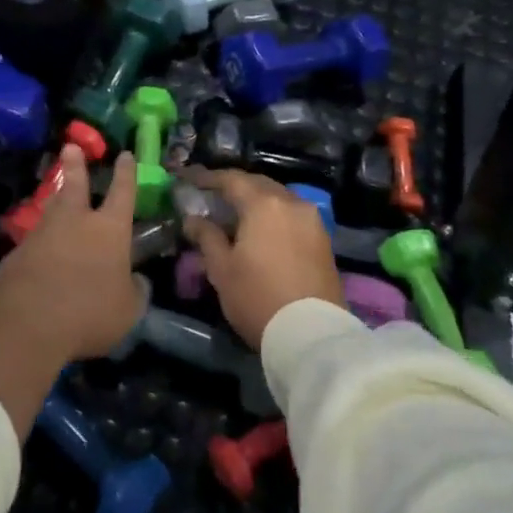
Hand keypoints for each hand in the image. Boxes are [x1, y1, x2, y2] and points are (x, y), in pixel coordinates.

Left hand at [0, 145, 143, 360]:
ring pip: (51, 209)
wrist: (27, 324)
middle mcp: (75, 222)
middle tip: (70, 146)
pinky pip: (34, 242)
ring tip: (56, 193)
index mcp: (109, 229)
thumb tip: (135, 281)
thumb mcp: (127, 310)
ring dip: (55, 199)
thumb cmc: (89, 312)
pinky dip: (40, 242)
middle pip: (75, 186)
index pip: (123, 193)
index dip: (126, 173)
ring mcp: (42, 235)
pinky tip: (40, 253)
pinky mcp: (16, 255)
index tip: (125, 154)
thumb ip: (134, 291)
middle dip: (75, 166)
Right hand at [181, 168, 344, 348]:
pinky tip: (261, 229)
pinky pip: (292, 214)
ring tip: (235, 213)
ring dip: (255, 199)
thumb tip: (193, 219)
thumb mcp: (222, 269)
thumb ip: (206, 237)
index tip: (189, 178)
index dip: (207, 177)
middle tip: (211, 195)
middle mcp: (291, 202)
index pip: (231, 179)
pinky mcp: (323, 239)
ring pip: (278, 197)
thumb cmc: (258, 298)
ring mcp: (312, 220)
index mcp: (263, 204)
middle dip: (234, 186)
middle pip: (258, 183)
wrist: (312, 335)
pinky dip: (273, 214)